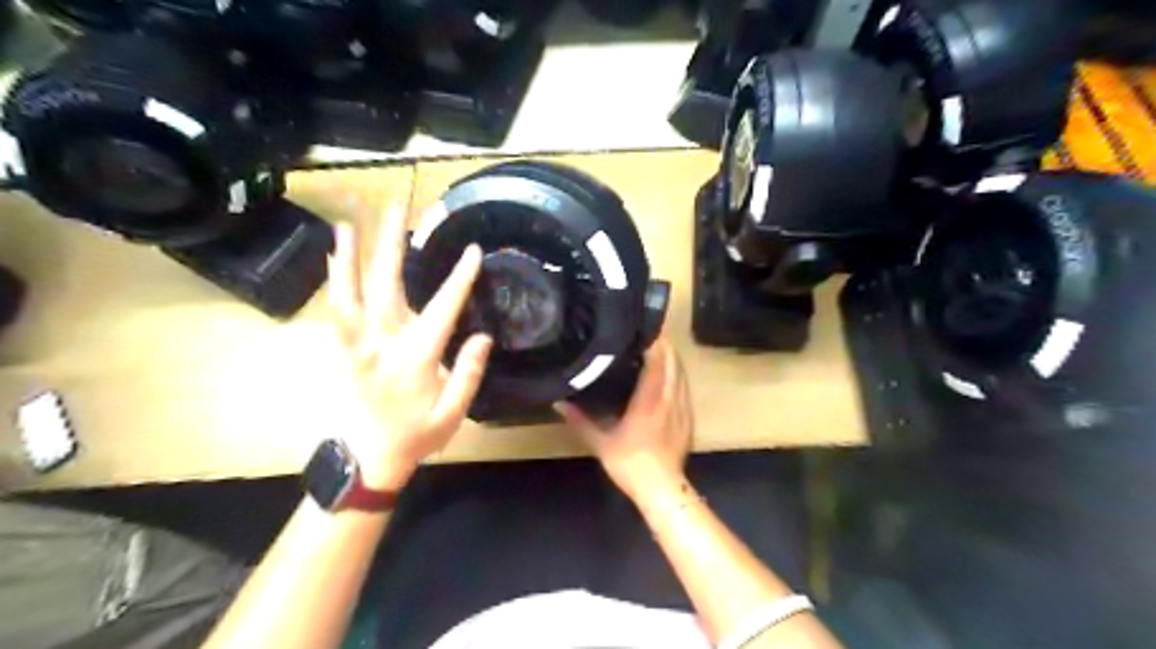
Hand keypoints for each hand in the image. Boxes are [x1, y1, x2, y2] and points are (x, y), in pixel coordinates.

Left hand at [324, 205, 490, 491]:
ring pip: (351, 292)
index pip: (443, 310)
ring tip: (350, 220)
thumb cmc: (416, 436)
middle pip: (387, 285)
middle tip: (397, 206)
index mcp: (416, 359)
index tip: (473, 250)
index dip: (460, 279)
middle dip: (393, 243)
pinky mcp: (344, 348)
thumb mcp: (453, 414)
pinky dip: (335, 279)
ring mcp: (358, 344)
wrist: (368, 457)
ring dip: (351, 254)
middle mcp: (383, 344)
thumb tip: (483, 336)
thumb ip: (468, 375)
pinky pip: (337, 308)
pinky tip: (334, 256)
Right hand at [555, 338, 690, 498]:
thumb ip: (581, 421)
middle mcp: (669, 399)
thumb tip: (560, 403)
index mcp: (649, 401)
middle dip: (664, 345)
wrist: (661, 488)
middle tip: (648, 333)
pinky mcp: (688, 418)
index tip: (643, 328)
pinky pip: (685, 387)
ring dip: (672, 358)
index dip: (654, 342)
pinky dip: (677, 375)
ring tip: (658, 348)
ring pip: (682, 374)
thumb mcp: (601, 442)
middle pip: (673, 363)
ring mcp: (682, 408)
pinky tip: (669, 375)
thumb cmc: (631, 463)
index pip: (657, 362)